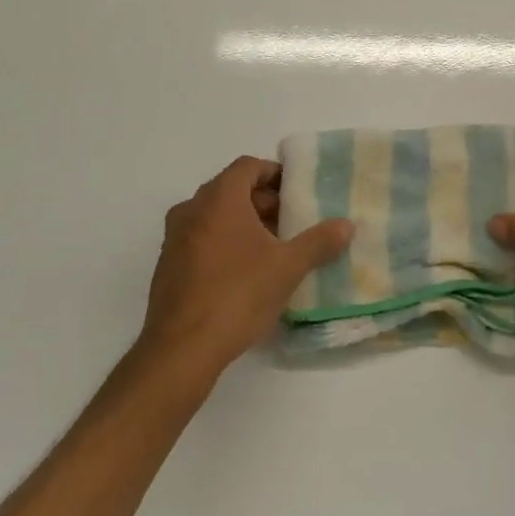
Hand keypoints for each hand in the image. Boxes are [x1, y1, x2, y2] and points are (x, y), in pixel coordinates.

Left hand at [139, 155, 352, 376]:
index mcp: (219, 200)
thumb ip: (319, 242)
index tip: (296, 192)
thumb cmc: (238, 295)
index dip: (274, 173)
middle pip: (230, 189)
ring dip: (243, 222)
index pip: (247, 166)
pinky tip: (244, 272)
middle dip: (262, 200)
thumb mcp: (288, 267)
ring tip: (272, 247)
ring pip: (213, 215)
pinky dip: (222, 242)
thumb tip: (346, 226)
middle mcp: (191, 210)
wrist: (181, 349)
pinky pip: (200, 239)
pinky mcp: (168, 266)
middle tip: (290, 221)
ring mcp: (174, 239)